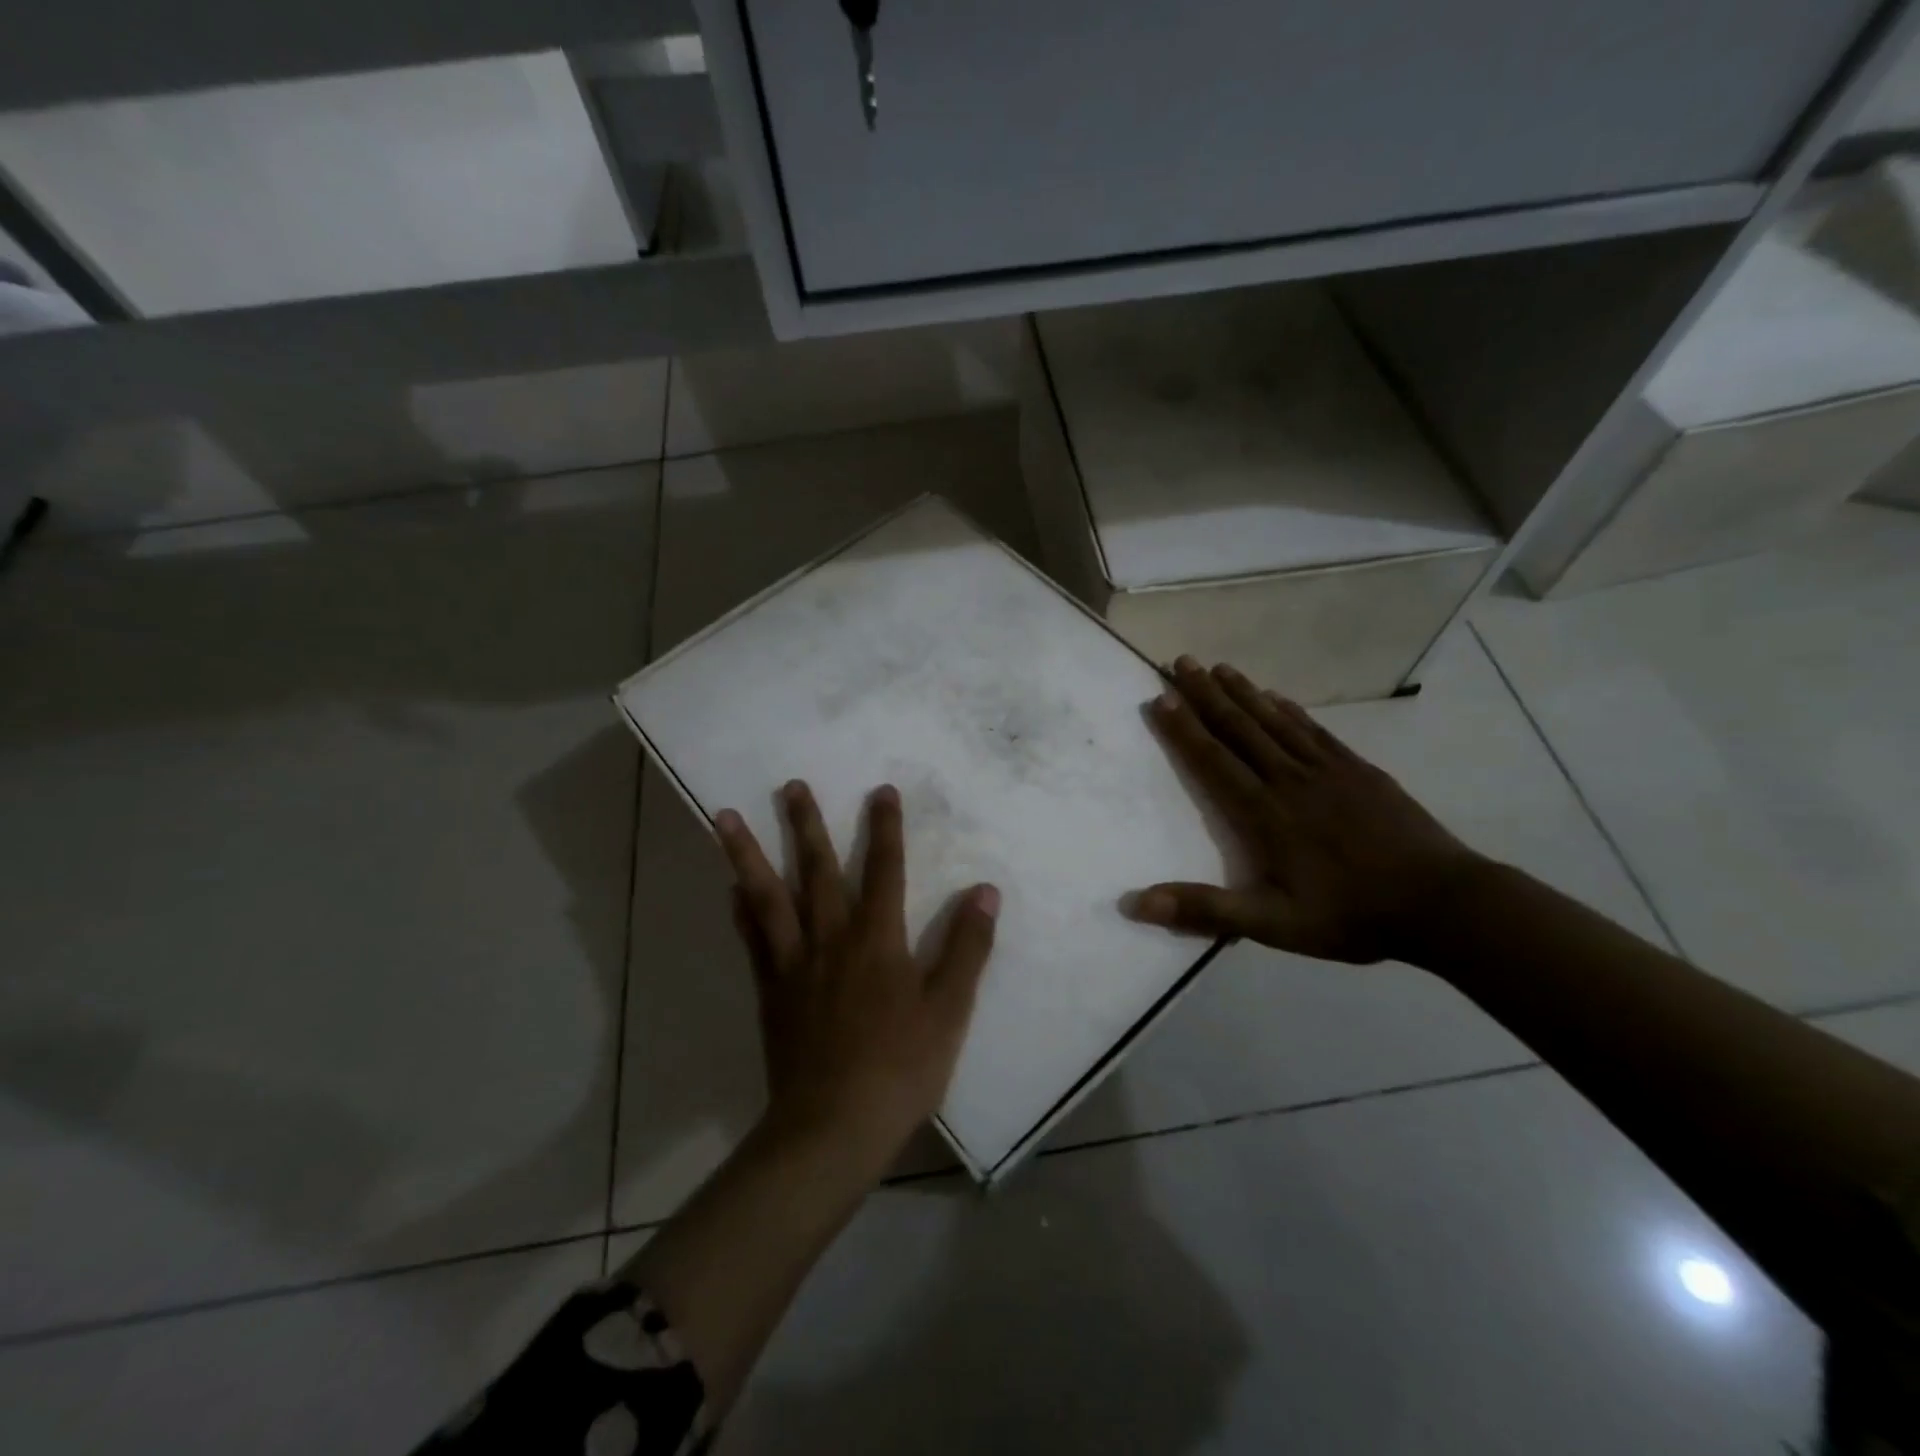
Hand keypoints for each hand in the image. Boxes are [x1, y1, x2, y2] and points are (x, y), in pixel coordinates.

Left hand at [715, 780, 1000, 1167]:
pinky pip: (753, 939)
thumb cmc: (899, 1067)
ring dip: (748, 854)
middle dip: (806, 825)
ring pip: (768, 896)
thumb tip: (985, 891)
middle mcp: (831, 938)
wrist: (832, 1126)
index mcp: (877, 939)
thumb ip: (967, 947)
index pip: (884, 869)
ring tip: (724, 818)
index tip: (881, 790)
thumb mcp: (949, 1009)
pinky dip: (742, 910)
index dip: (885, 828)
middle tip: (790, 785)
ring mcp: (793, 963)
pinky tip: (732, 890)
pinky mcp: (770, 991)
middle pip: (816, 870)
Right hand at [1126, 657, 1484, 963]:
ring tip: (1218, 667)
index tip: (1160, 697)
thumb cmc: (1351, 915)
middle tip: (1180, 661)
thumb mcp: (1273, 924)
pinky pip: (1314, 730)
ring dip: (1243, 692)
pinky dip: (1290, 710)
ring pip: (1275, 721)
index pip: (1214, 760)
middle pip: (1240, 728)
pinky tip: (1278, 697)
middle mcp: (1289, 780)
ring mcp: (1328, 770)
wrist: (1442, 904)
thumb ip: (1206, 910)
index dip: (1184, 729)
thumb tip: (1137, 903)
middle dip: (1206, 694)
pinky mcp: (1360, 770)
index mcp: (1264, 814)